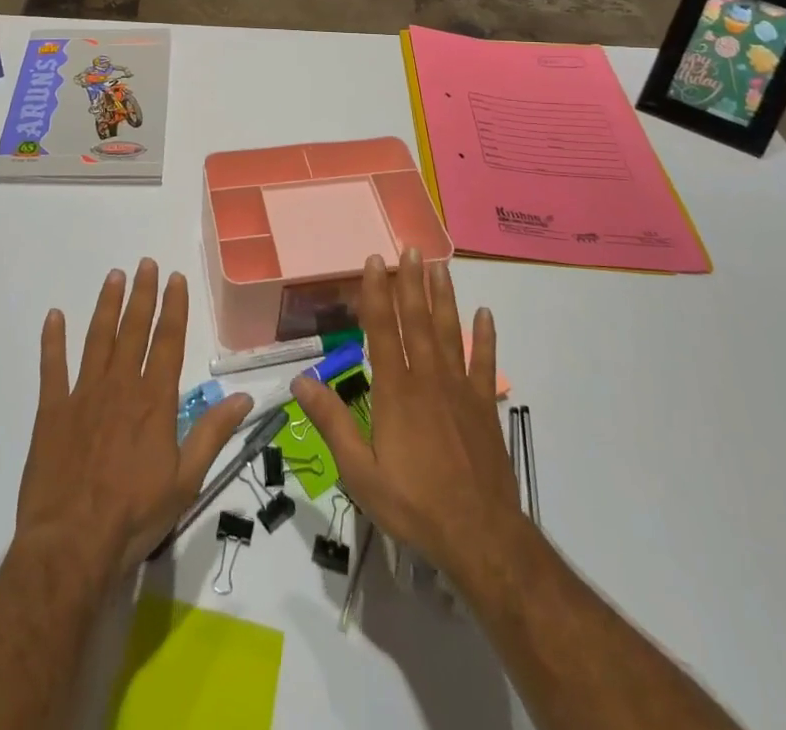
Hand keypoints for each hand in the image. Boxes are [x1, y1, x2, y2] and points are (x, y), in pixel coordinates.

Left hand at [15, 259, 250, 580]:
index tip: (175, 278)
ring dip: (106, 305)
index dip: (174, 307)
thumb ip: (213, 433)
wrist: (72, 544)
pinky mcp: (51, 411)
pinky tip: (54, 316)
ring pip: (97, 338)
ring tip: (114, 276)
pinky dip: (52, 340)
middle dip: (142, 294)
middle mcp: (121, 386)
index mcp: (154, 400)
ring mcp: (83, 394)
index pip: (169, 341)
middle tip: (145, 263)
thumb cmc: (135, 515)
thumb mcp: (187, 480)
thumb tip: (244, 397)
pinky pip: (52, 367)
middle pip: (134, 329)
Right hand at [293, 251, 521, 582]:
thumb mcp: (360, 473)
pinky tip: (485, 313)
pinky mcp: (484, 406)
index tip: (374, 261)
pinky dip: (485, 337)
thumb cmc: (414, 505)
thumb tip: (300, 381)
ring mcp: (460, 390)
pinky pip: (485, 363)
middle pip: (418, 320)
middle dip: (412, 282)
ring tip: (440, 266)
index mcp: (395, 391)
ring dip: (444, 297)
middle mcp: (428, 379)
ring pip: (450, 332)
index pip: (383, 329)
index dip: (377, 293)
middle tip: (411, 248)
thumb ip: (331, 423)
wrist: (481, 536)